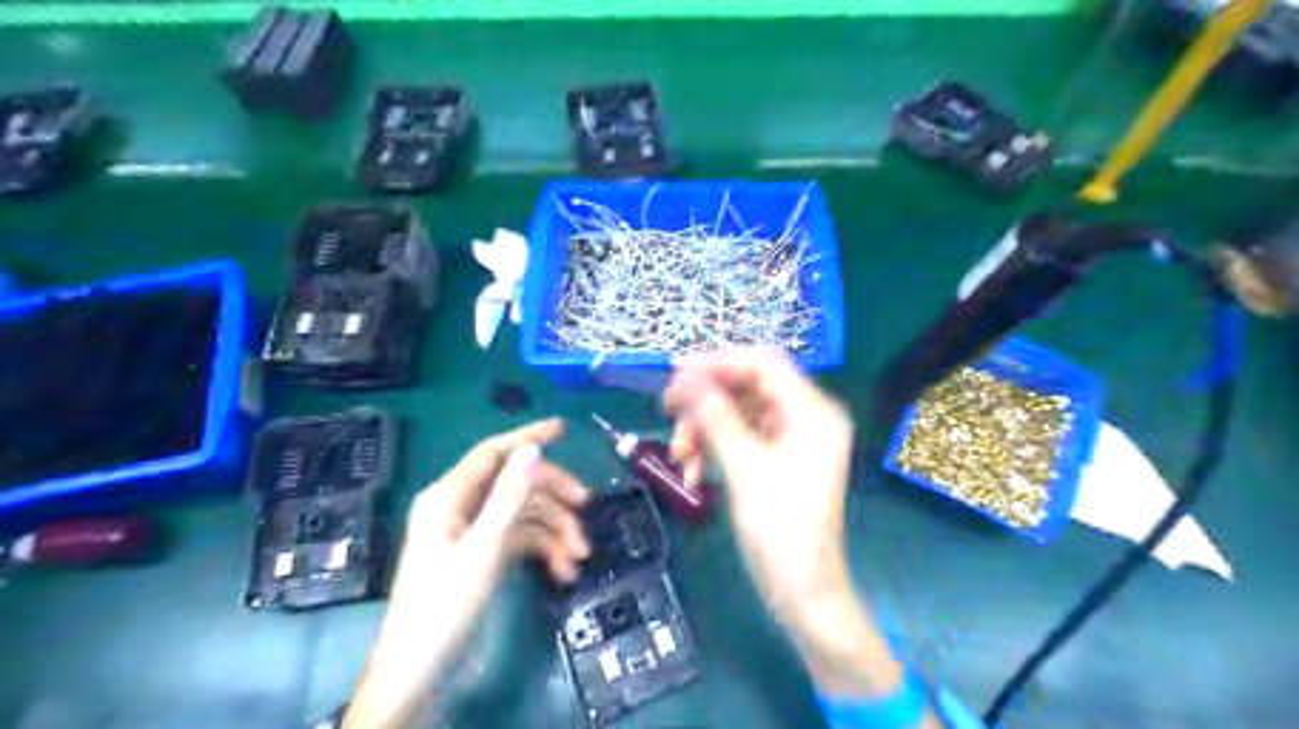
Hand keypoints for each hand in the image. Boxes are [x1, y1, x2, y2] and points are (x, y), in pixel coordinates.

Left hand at [397, 420, 591, 601]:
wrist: (419, 666)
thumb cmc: (445, 603)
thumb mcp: (483, 548)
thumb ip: (508, 497)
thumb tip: (531, 449)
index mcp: (450, 495)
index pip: (493, 452)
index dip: (529, 436)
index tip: (564, 428)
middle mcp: (461, 505)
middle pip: (516, 483)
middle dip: (553, 495)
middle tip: (586, 506)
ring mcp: (472, 529)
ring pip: (523, 513)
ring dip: (554, 530)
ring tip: (579, 556)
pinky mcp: (482, 551)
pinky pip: (520, 537)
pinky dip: (543, 549)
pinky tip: (562, 570)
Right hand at [664, 349, 860, 622]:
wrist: (802, 592)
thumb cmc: (781, 530)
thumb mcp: (744, 467)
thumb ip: (715, 416)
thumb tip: (685, 376)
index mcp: (813, 411)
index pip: (763, 363)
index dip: (718, 361)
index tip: (675, 370)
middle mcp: (806, 416)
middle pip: (748, 386)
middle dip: (705, 400)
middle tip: (668, 410)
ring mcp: (793, 437)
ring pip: (738, 412)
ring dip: (704, 428)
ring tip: (680, 456)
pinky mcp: (778, 457)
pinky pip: (740, 436)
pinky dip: (714, 448)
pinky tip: (693, 473)